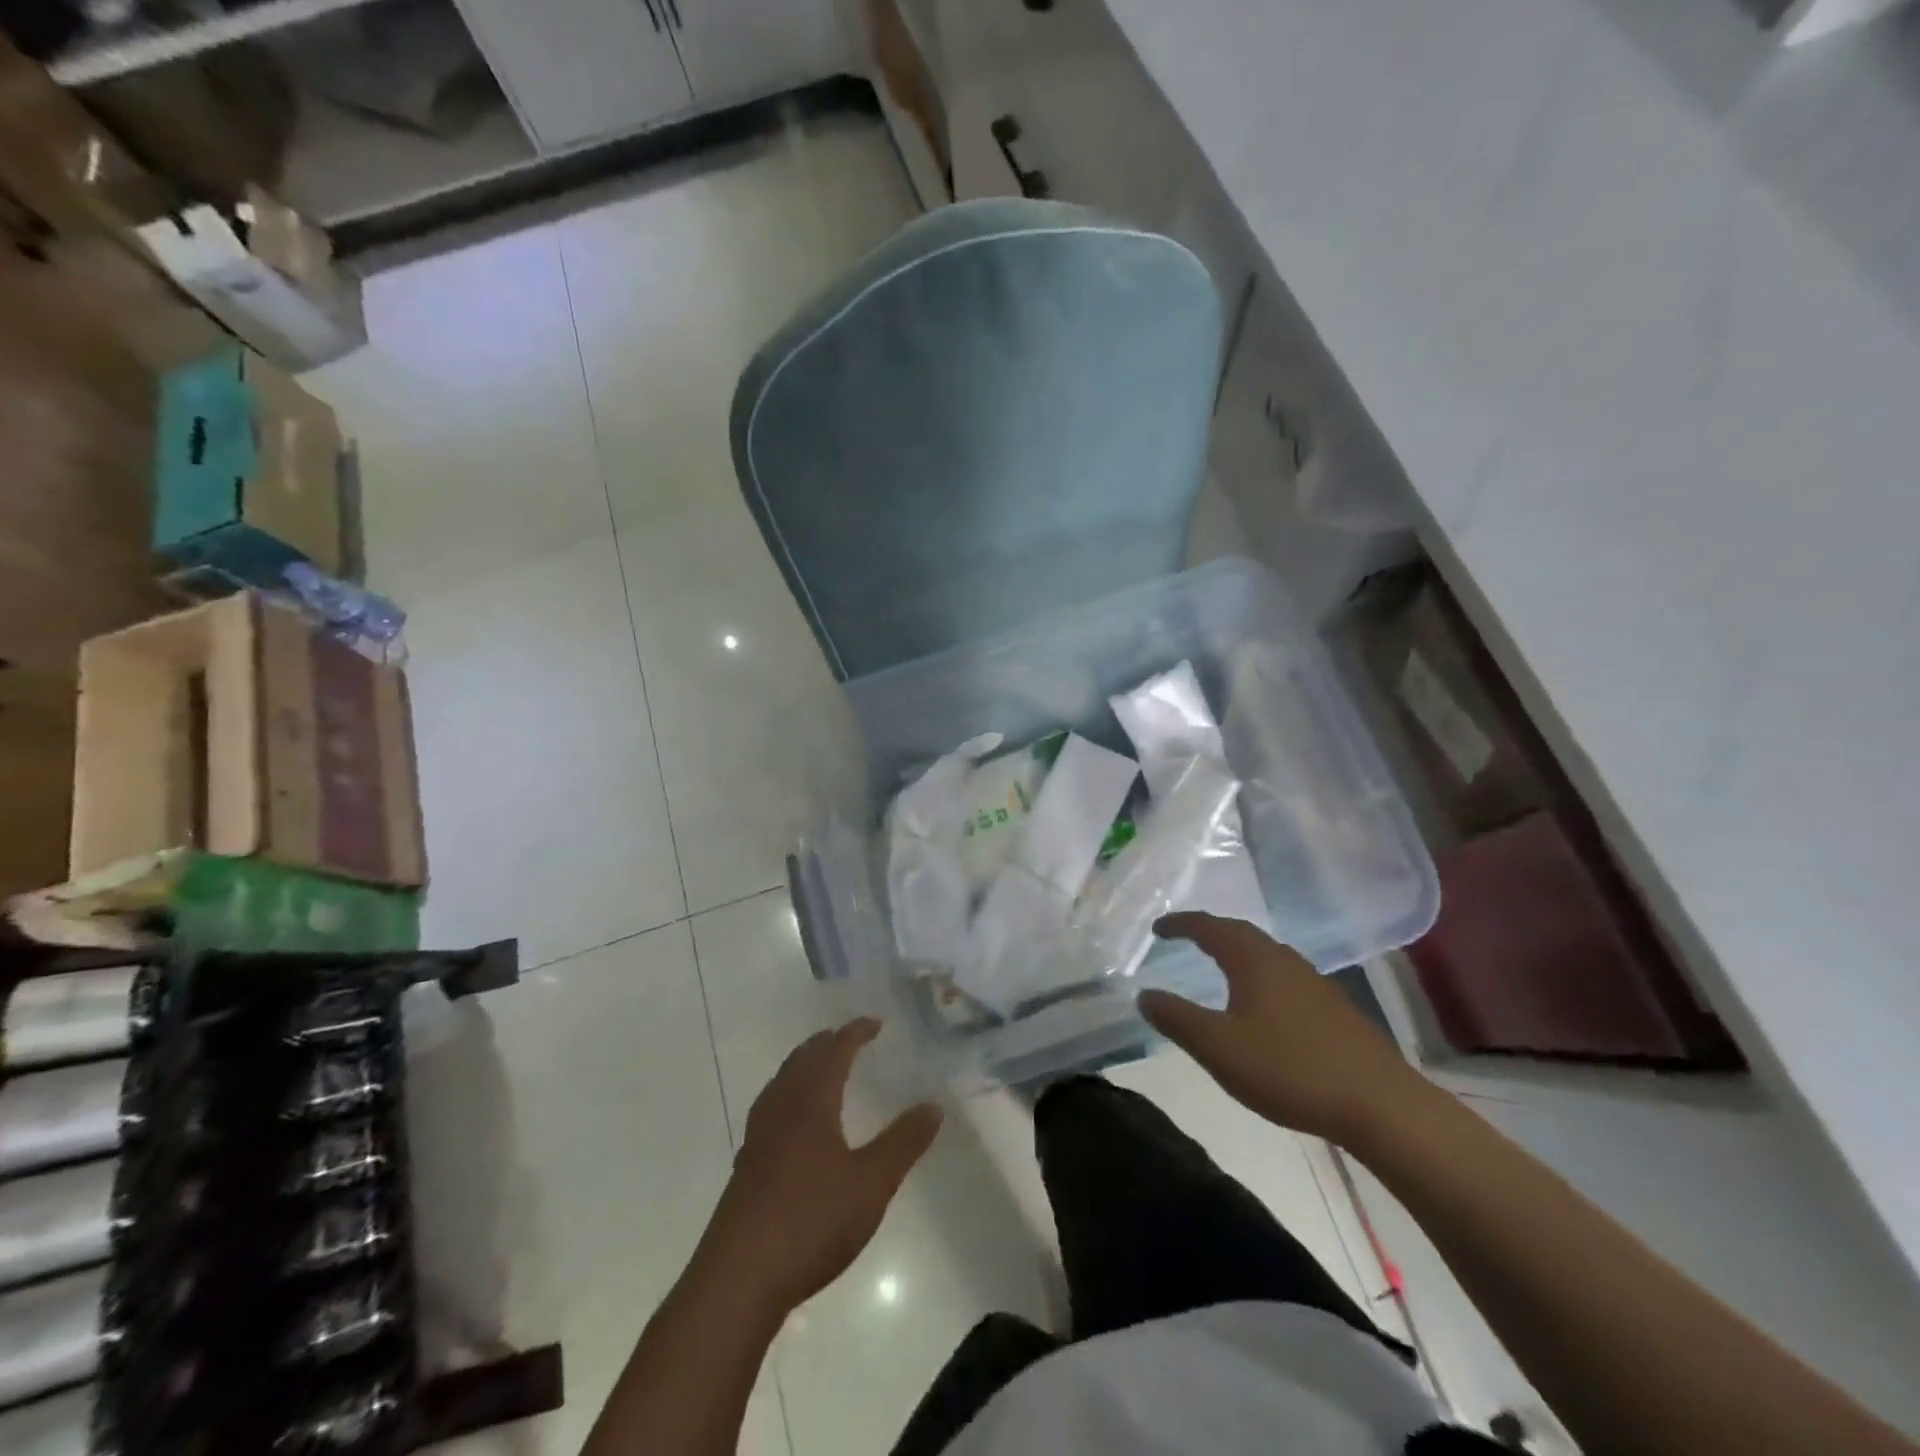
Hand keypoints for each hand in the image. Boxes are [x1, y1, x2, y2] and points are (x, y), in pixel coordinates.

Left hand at [707, 1019, 942, 1311]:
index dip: (855, 1033)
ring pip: (782, 1083)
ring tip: (822, 1070)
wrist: (738, 1279)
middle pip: (802, 1060)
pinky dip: (789, 1096)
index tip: (876, 1023)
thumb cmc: (811, 1220)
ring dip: (804, 1067)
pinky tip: (794, 1124)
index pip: (834, 1051)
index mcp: (811, 1102)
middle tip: (849, 1039)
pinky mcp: (746, 1166)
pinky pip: (771, 1109)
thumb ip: (903, 1142)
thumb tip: (934, 1105)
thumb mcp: (871, 1183)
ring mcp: (758, 1138)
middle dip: (827, 1044)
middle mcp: (781, 1109)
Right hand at [1138, 913, 1432, 1145]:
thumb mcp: (1218, 1048)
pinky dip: (1260, 975)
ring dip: (1237, 952)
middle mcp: (1283, 960)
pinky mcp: (1333, 1008)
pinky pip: (1284, 975)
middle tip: (1185, 938)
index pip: (1210, 927)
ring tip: (1219, 965)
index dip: (1181, 924)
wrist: (1380, 1104)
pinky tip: (1262, 1003)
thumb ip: (1177, 1018)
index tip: (1158, 928)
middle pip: (1240, 933)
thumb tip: (1144, 994)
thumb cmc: (1289, 1069)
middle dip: (1210, 931)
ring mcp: (1313, 982)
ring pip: (1266, 954)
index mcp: (1253, 960)